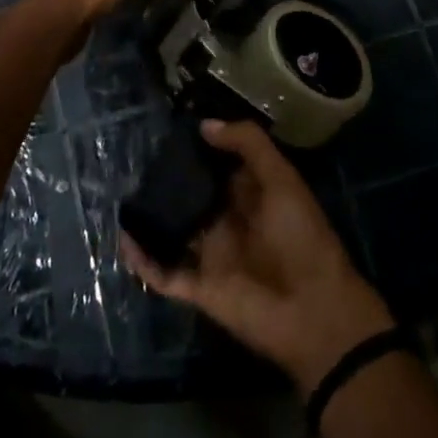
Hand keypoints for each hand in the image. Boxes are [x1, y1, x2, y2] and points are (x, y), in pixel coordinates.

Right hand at [121, 120, 394, 393]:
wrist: (315, 312)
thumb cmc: (302, 236)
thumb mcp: (282, 179)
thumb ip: (248, 145)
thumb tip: (205, 125)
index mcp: (250, 195)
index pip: (217, 166)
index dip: (198, 148)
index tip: (169, 129)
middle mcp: (227, 222)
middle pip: (191, 196)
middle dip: (168, 180)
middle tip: (136, 158)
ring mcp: (211, 255)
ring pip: (173, 232)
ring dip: (151, 218)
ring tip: (123, 195)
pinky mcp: (199, 288)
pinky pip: (164, 272)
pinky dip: (142, 259)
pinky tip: (123, 238)